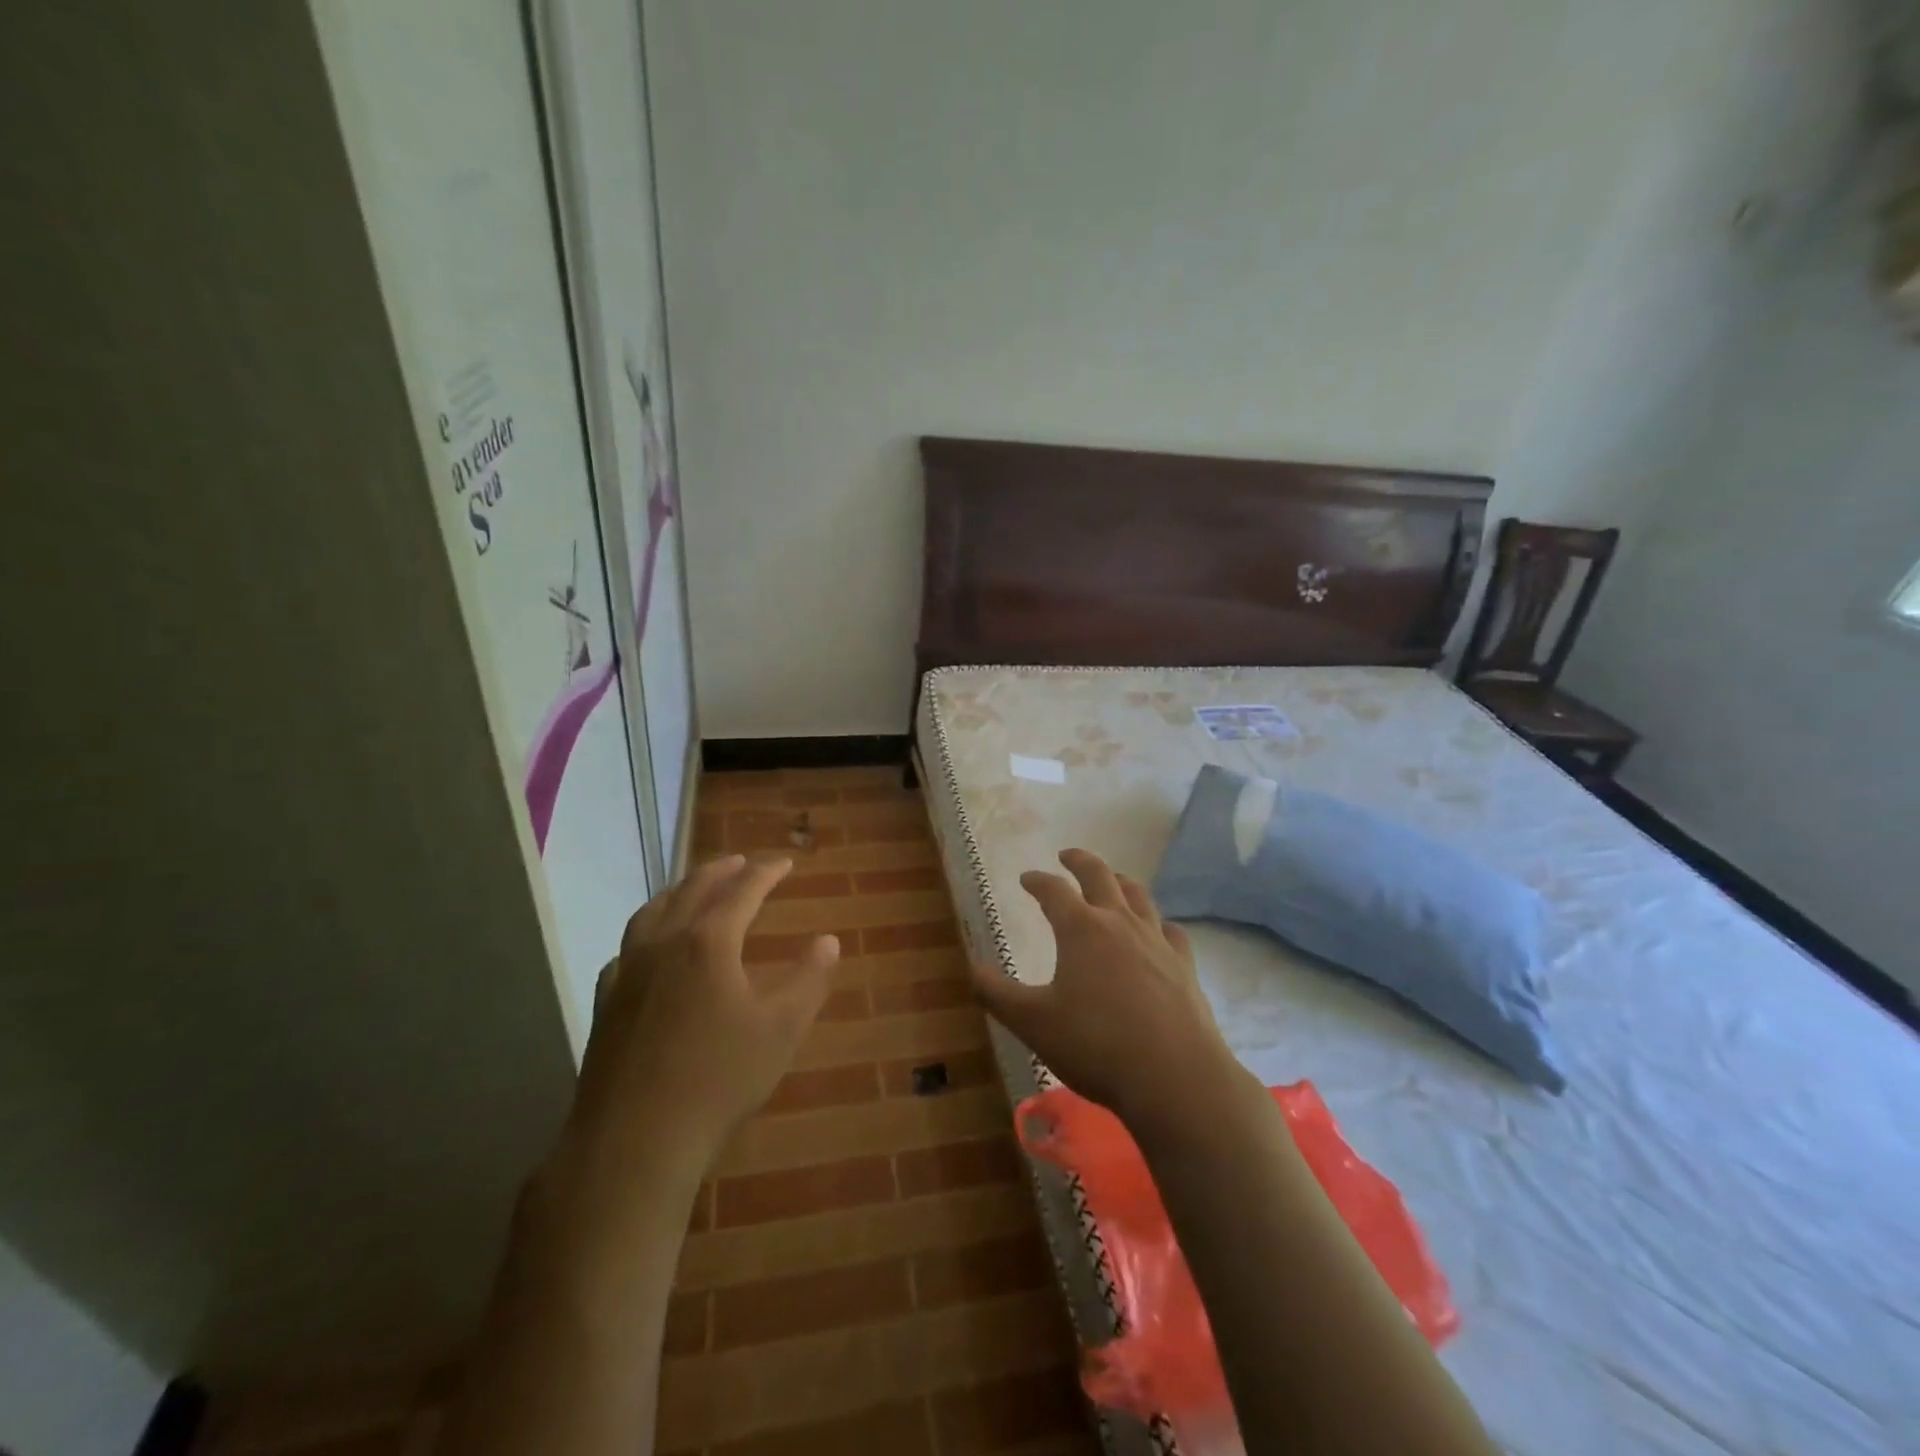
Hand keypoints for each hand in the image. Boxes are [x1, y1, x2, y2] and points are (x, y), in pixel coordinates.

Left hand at [571, 854, 840, 1170]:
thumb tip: (828, 941)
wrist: (634, 1140)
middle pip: (694, 889)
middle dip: (722, 871)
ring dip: (680, 890)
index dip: (766, 872)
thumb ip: (809, 980)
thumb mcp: (781, 1029)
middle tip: (742, 862)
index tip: (785, 863)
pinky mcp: (606, 1000)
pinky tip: (650, 947)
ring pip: (653, 910)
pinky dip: (648, 929)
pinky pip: (627, 946)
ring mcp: (627, 970)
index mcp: (708, 941)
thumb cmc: (718, 1080)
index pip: (742, 890)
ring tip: (695, 887)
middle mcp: (664, 942)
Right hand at [970, 848, 1248, 1132]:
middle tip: (1067, 856)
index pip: (1053, 891)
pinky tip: (1157, 931)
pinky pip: (1171, 931)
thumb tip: (973, 970)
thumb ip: (998, 995)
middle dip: (1080, 862)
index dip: (1037, 881)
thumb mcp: (1033, 1023)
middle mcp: (1119, 923)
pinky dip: (1157, 923)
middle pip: (1100, 876)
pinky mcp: (1184, 966)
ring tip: (1112, 880)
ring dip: (1120, 882)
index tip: (1026, 879)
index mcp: (1081, 929)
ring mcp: (1156, 941)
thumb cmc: (1095, 1045)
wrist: (1175, 1077)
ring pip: (1138, 896)